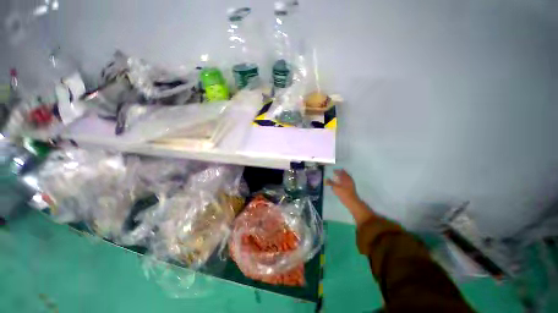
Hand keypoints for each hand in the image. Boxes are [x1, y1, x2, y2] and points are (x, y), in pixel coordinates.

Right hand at [326, 169, 375, 225]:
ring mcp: (351, 184)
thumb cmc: (343, 193)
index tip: (333, 170)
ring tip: (337, 178)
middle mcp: (349, 180)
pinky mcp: (351, 188)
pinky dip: (343, 181)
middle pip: (345, 174)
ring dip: (342, 177)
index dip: (337, 170)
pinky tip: (341, 184)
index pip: (342, 172)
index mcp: (346, 178)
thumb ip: (330, 183)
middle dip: (340, 173)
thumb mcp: (335, 187)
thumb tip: (325, 179)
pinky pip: (347, 182)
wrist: (351, 202)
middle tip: (336, 173)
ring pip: (346, 178)